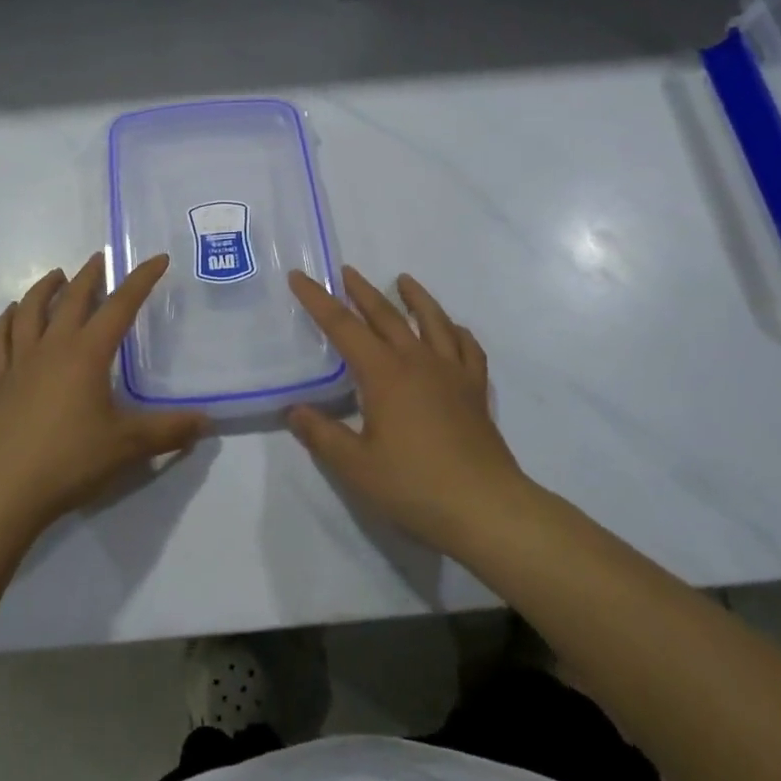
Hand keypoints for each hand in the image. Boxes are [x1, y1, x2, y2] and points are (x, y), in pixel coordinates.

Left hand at [0, 252, 205, 538]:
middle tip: (100, 259)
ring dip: (44, 288)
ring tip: (56, 275)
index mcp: (87, 354)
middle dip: (89, 275)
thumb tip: (205, 421)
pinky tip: (11, 314)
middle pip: (72, 299)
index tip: (157, 259)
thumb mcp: (128, 446)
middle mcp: (53, 347)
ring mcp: (21, 363)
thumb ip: (168, 431)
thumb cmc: (70, 460)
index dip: (141, 280)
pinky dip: (5, 321)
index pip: (120, 306)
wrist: (4, 489)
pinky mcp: (0, 383)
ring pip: (30, 311)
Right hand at [287, 267, 526, 555]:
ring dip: (415, 297)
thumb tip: (294, 410)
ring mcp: (452, 374)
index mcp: (384, 373)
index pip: (343, 326)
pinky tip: (453, 329)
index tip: (300, 277)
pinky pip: (468, 349)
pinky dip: (457, 332)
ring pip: (432, 321)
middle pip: (386, 315)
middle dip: (362, 291)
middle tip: (346, 271)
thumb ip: (322, 435)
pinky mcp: (475, 391)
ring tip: (404, 280)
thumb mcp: (355, 466)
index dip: (318, 300)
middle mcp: (418, 362)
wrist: (486, 508)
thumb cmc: (415, 485)